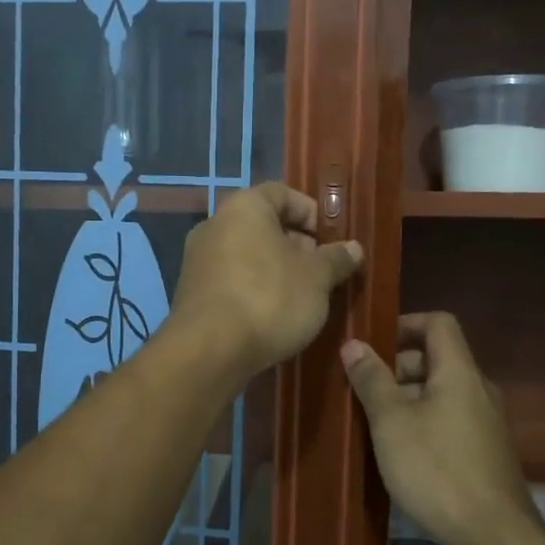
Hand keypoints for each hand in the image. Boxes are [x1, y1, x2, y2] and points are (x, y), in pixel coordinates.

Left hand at [169, 183, 363, 385]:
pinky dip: (254, 289)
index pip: (282, 193)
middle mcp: (214, 225)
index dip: (311, 212)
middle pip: (263, 225)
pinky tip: (273, 315)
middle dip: (296, 245)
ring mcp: (198, 260)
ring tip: (303, 296)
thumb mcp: (317, 279)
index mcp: (244, 207)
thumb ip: (336, 259)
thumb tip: (353, 248)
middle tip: (322, 270)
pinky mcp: (191, 293)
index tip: (331, 238)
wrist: (209, 351)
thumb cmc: (269, 299)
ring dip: (276, 269)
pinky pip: (231, 279)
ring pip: (247, 255)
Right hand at [341, 313, 540, 544]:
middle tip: (364, 388)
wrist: (495, 536)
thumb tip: (354, 344)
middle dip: (398, 367)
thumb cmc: (437, 470)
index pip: (438, 323)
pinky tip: (400, 451)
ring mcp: (486, 422)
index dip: (405, 324)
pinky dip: (424, 421)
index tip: (373, 342)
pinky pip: (450, 419)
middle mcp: (478, 389)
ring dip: (408, 398)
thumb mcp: (392, 422)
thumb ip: (372, 380)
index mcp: (459, 372)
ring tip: (374, 421)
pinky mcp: (486, 452)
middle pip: (438, 358)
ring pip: (442, 392)